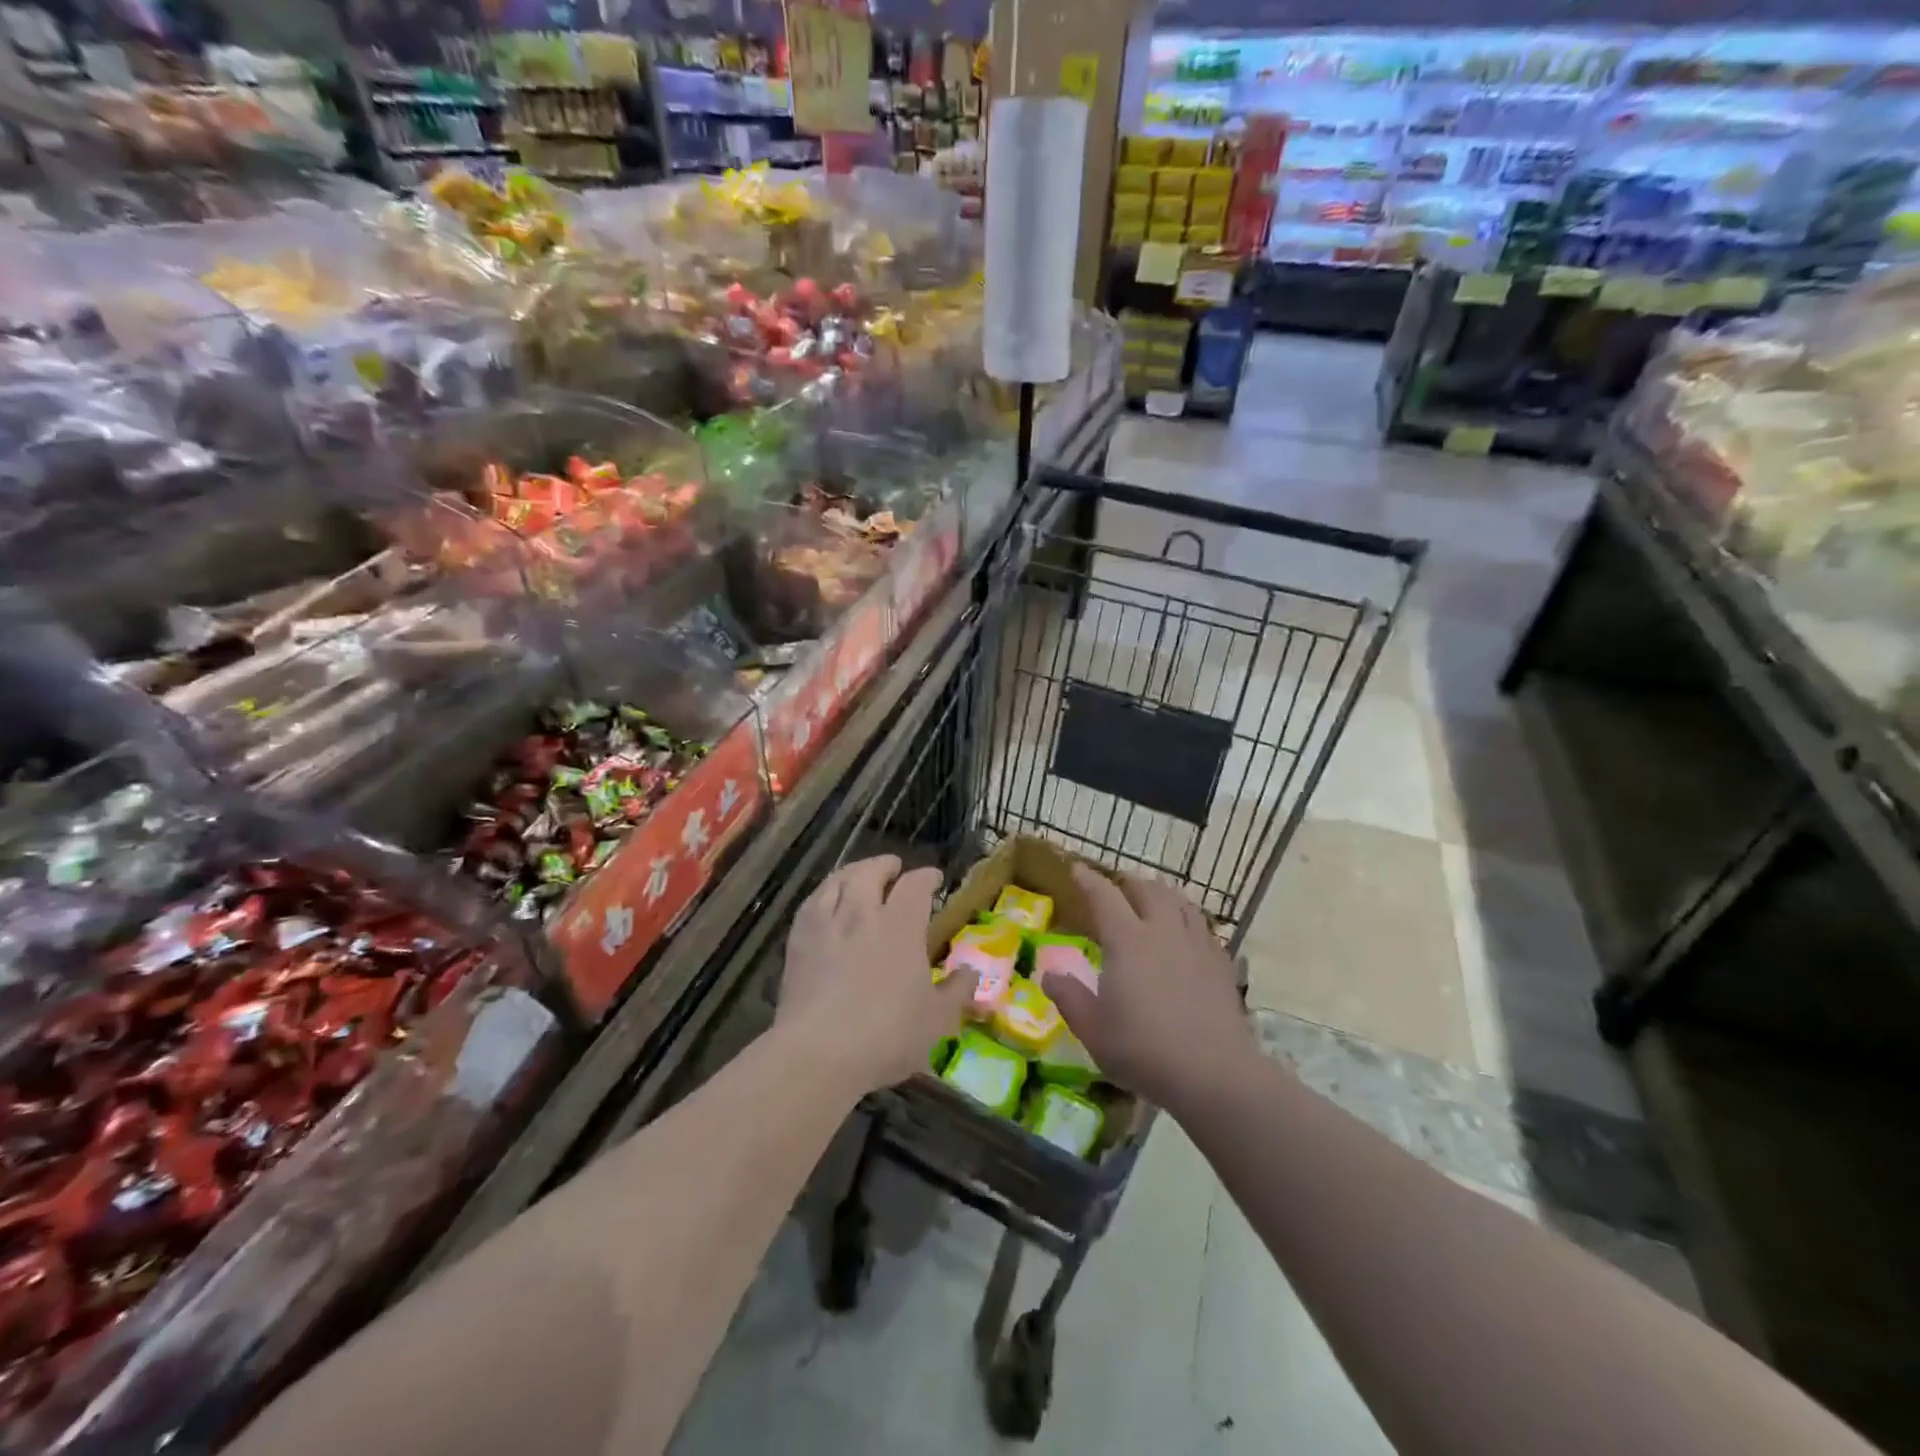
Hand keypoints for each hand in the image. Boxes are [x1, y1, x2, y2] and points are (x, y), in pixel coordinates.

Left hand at [777, 855, 978, 1097]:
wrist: (818, 1052)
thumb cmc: (886, 1035)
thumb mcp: (936, 1019)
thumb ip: (957, 991)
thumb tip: (972, 973)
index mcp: (901, 925)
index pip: (916, 885)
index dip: (926, 877)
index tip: (934, 878)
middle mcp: (863, 913)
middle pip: (871, 871)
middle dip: (885, 865)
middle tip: (894, 868)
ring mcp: (827, 923)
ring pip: (838, 880)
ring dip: (853, 872)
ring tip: (859, 876)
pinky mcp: (798, 940)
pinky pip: (812, 903)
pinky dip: (825, 894)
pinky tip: (826, 902)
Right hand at [1040, 866, 1254, 1108]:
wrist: (1216, 1074)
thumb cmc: (1145, 1050)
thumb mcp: (1093, 1030)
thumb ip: (1069, 998)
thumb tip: (1049, 974)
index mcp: (1127, 941)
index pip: (1104, 896)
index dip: (1088, 880)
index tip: (1076, 869)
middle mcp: (1163, 931)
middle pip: (1147, 889)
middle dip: (1128, 883)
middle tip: (1116, 889)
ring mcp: (1197, 945)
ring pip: (1180, 902)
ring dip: (1161, 894)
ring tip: (1151, 902)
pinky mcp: (1221, 964)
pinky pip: (1202, 926)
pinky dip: (1186, 919)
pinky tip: (1185, 935)